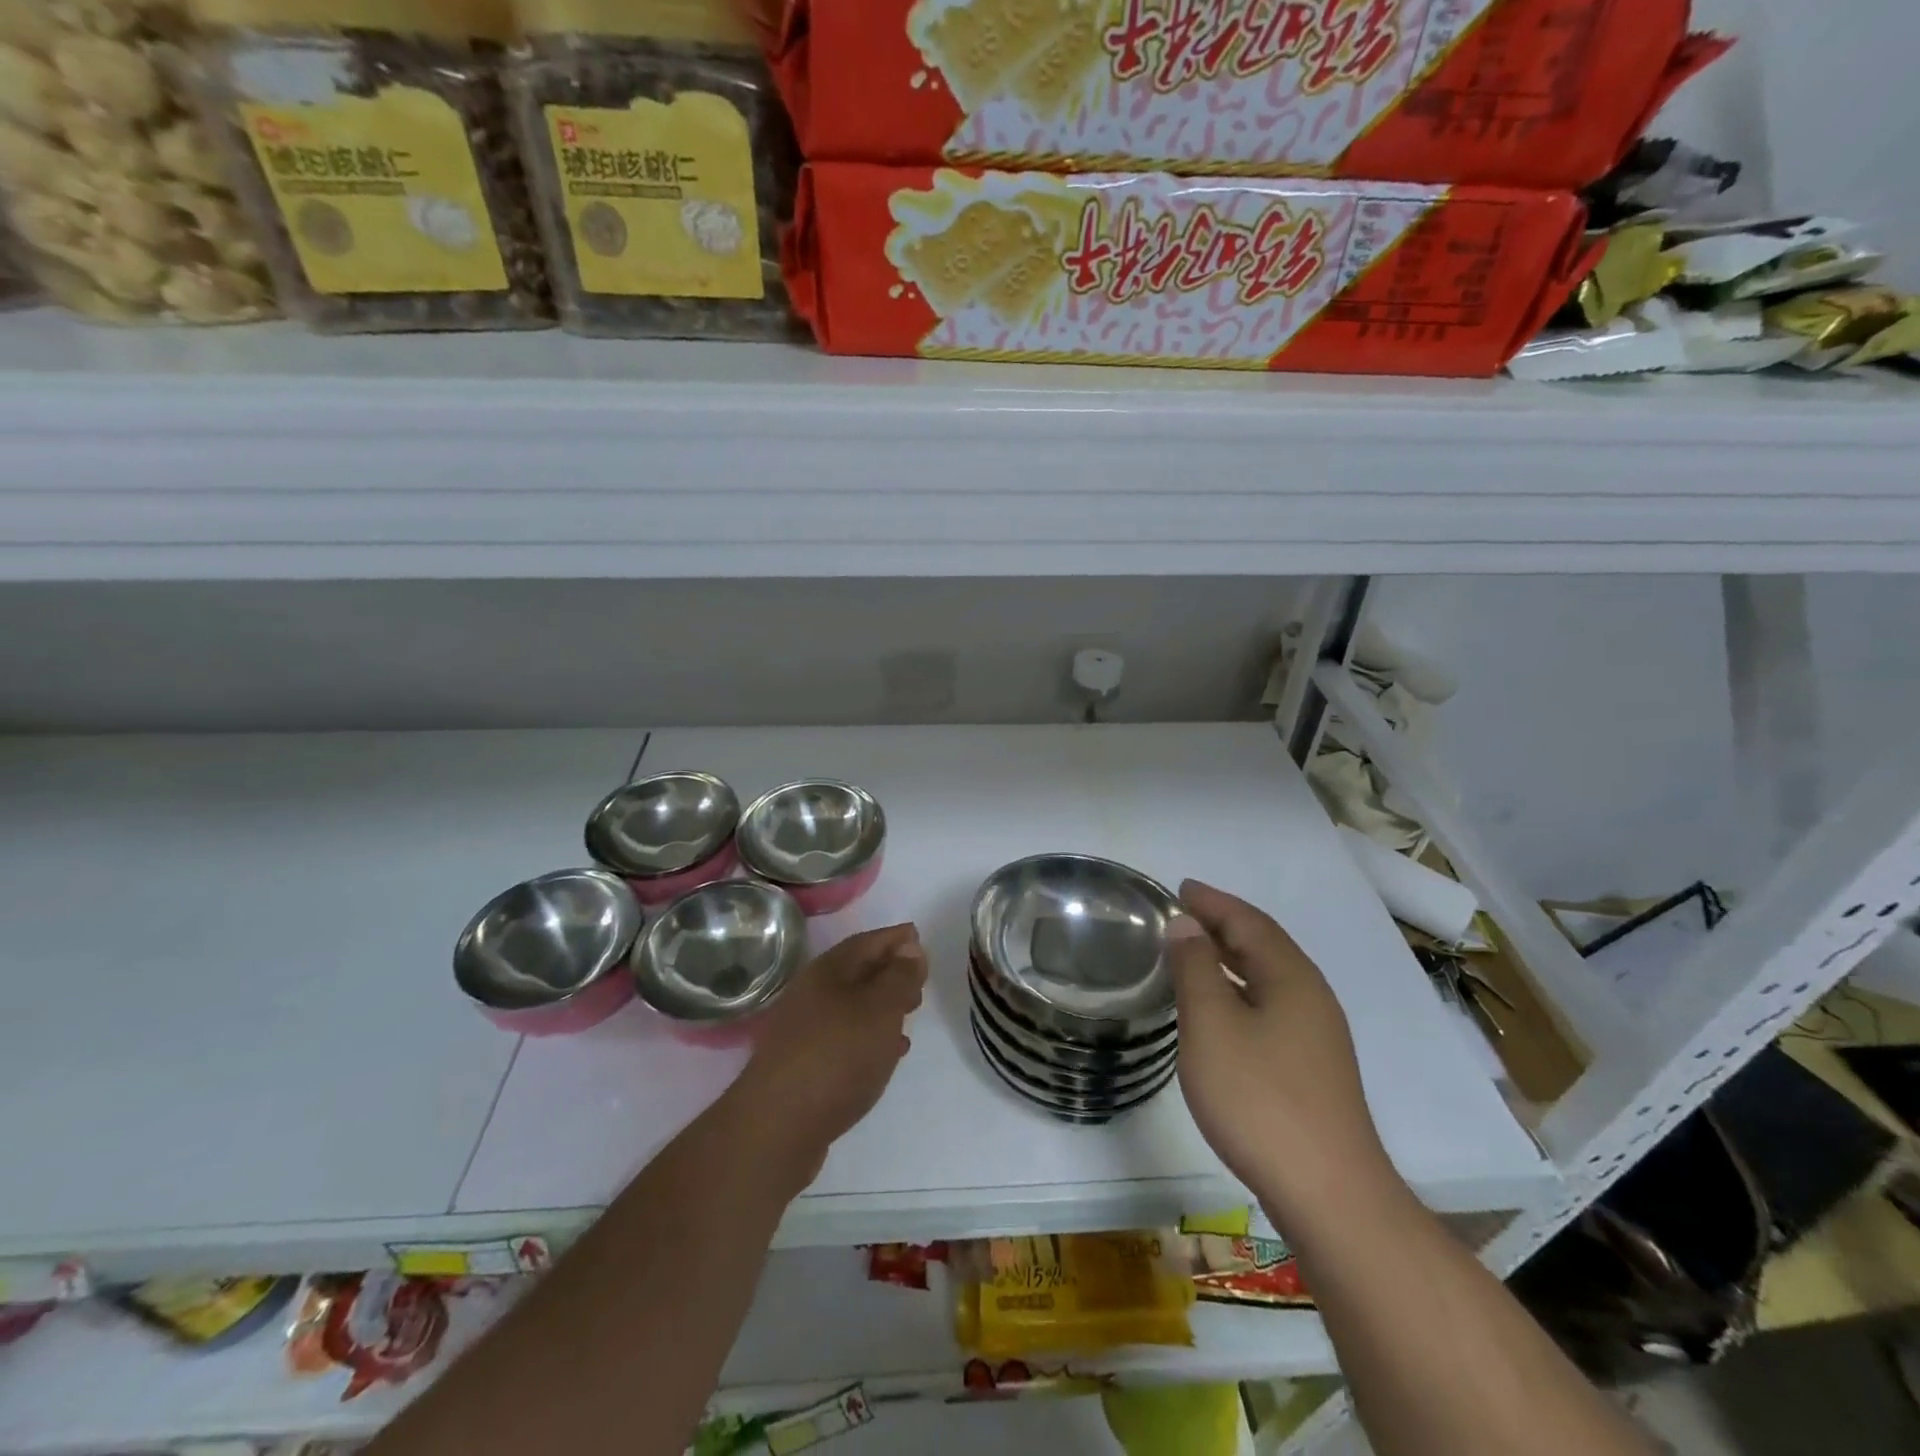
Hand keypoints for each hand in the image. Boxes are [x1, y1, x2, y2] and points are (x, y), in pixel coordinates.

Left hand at [730, 923, 926, 1185]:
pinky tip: (887, 1053)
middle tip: (920, 981)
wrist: (777, 1127)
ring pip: (851, 1006)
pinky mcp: (803, 1064)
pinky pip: (844, 1037)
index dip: (895, 938)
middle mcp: (812, 993)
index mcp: (828, 971)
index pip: (868, 942)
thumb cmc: (837, 1055)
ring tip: (909, 1016)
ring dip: (881, 1006)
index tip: (919, 937)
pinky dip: (869, 1036)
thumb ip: (899, 977)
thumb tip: (909, 947)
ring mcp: (804, 1030)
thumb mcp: (880, 1009)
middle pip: (857, 972)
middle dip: (890, 972)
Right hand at [1170, 880, 1399, 1227]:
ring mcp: (1317, 1036)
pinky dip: (1240, 990)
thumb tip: (1188, 925)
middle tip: (1182, 914)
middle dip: (1222, 925)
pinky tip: (1221, 1011)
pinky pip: (1271, 1006)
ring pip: (1269, 978)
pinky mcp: (1313, 1069)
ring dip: (1231, 958)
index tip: (1181, 888)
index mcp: (1291, 978)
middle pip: (1264, 945)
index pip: (1249, 922)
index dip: (1213, 902)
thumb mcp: (1212, 1025)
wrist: (1329, 1194)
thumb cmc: (1260, 1098)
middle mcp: (1311, 998)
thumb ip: (1196, 968)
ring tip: (1194, 953)